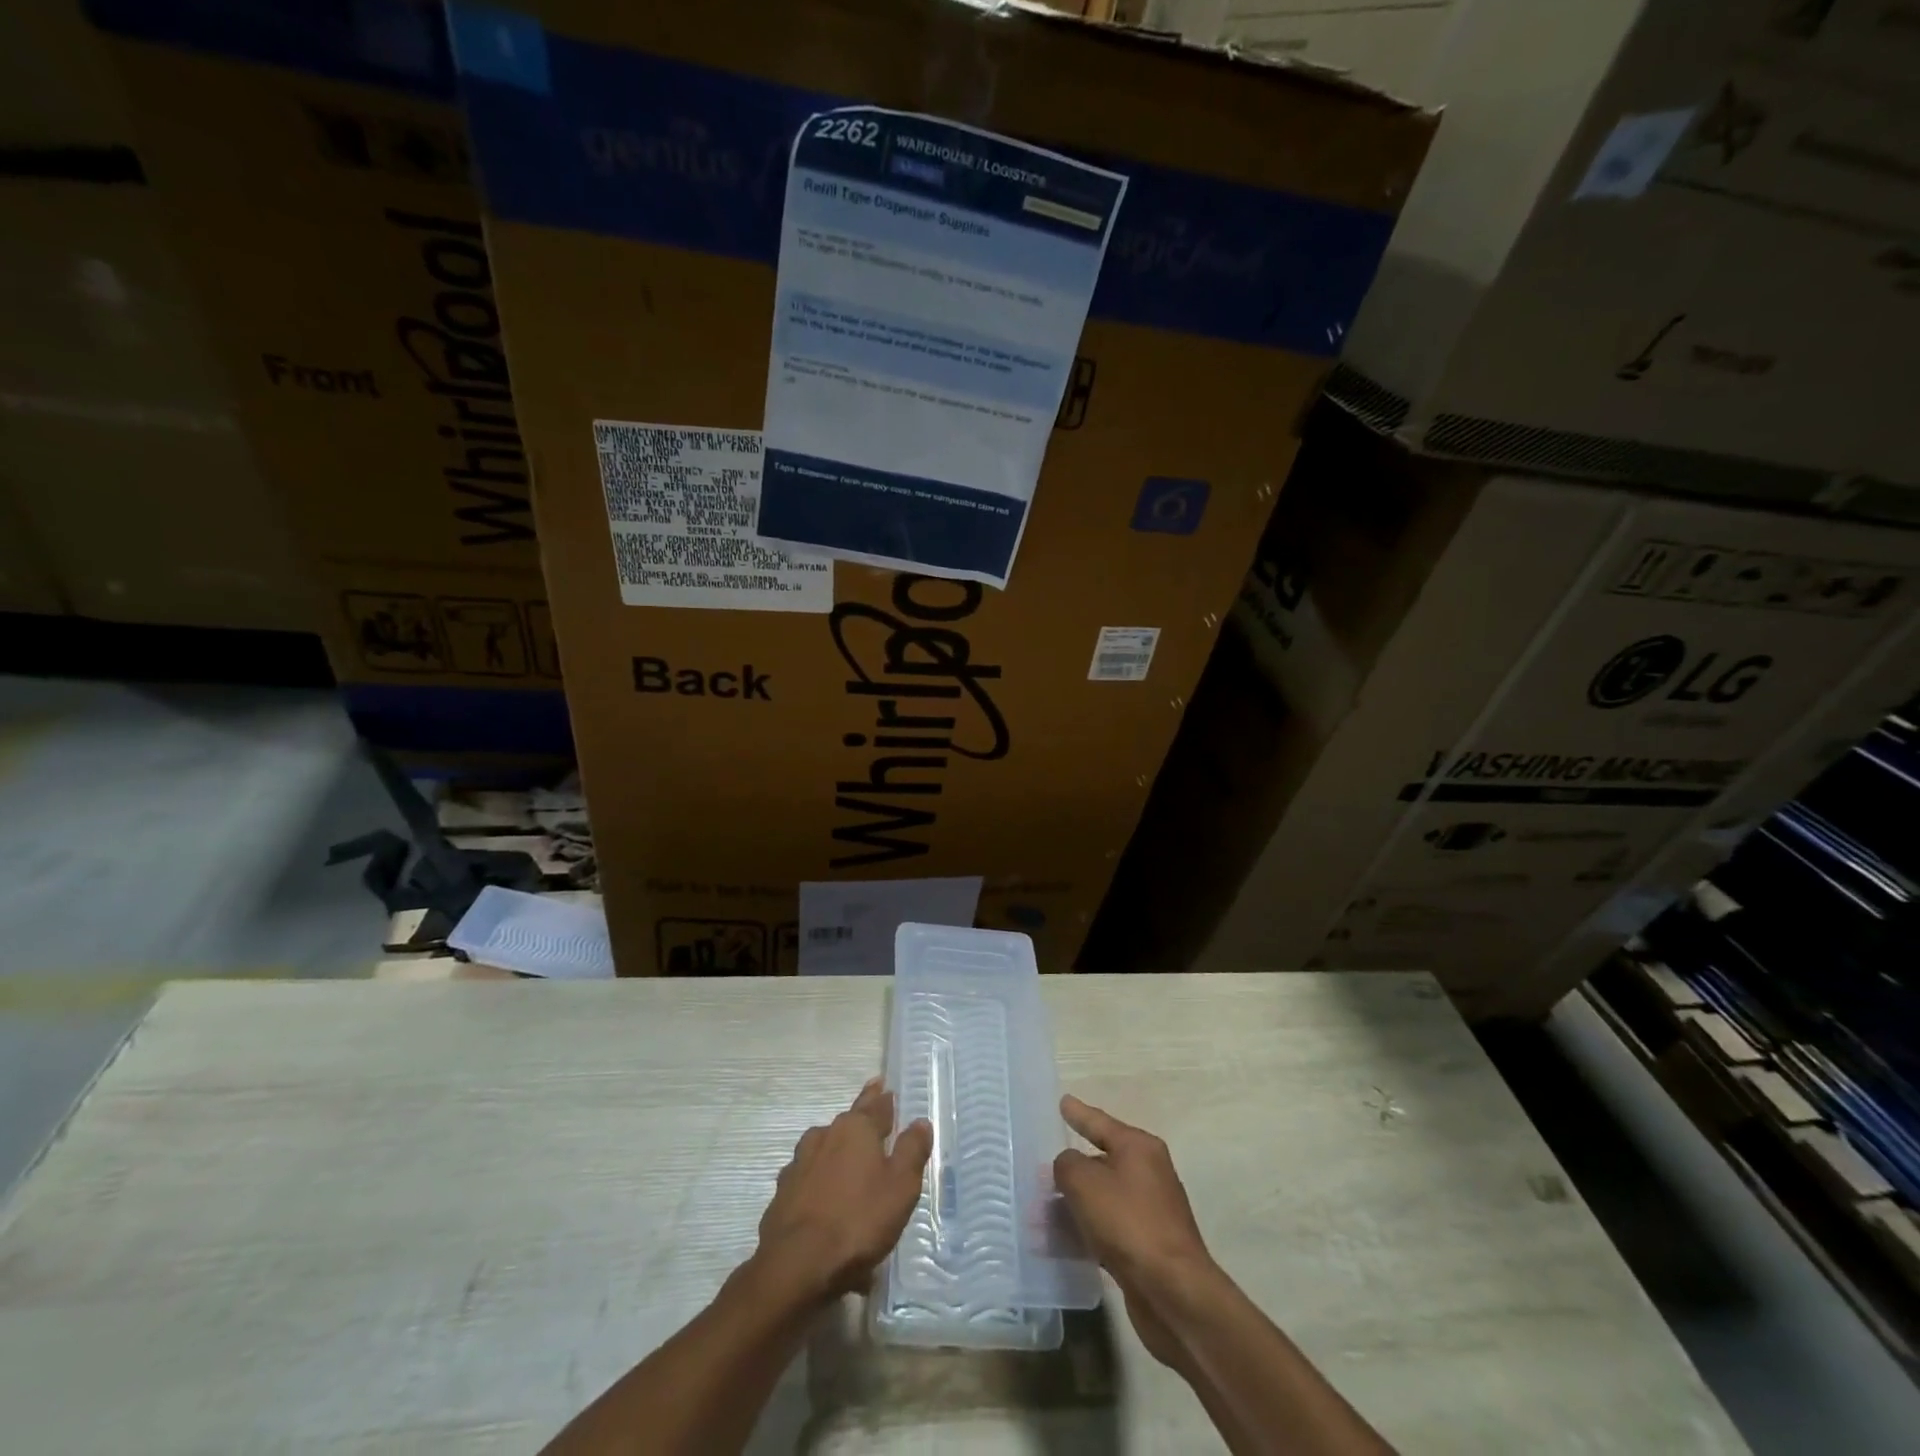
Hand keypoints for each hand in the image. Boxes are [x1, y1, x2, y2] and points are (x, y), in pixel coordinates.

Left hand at [755, 1078, 932, 1301]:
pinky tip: (826, 1206)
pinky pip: (809, 1182)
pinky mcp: (782, 1193)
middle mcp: (825, 1136)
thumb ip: (911, 1151)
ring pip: (824, 1150)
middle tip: (872, 1120)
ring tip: (849, 1167)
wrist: (796, 1265)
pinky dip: (820, 1187)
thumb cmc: (858, 1220)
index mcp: (855, 1129)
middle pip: (848, 1123)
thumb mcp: (900, 1187)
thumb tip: (919, 1122)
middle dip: (861, 1121)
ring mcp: (799, 1164)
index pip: (875, 1105)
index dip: (883, 1098)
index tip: (883, 1085)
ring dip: (838, 1154)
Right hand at [1054, 1094, 1215, 1368]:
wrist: (1173, 1293)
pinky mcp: (1145, 1246)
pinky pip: (1106, 1228)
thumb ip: (1067, 1164)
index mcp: (1138, 1147)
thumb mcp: (1084, 1182)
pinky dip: (1084, 1231)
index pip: (1100, 1122)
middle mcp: (1148, 1173)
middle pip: (1100, 1161)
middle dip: (1070, 1169)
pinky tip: (1059, 1243)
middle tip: (1039, 1169)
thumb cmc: (1128, 1222)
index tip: (1063, 1102)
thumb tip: (1068, 1167)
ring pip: (1101, 1199)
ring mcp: (1149, 1211)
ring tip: (1038, 1214)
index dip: (1079, 1113)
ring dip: (1072, 1205)